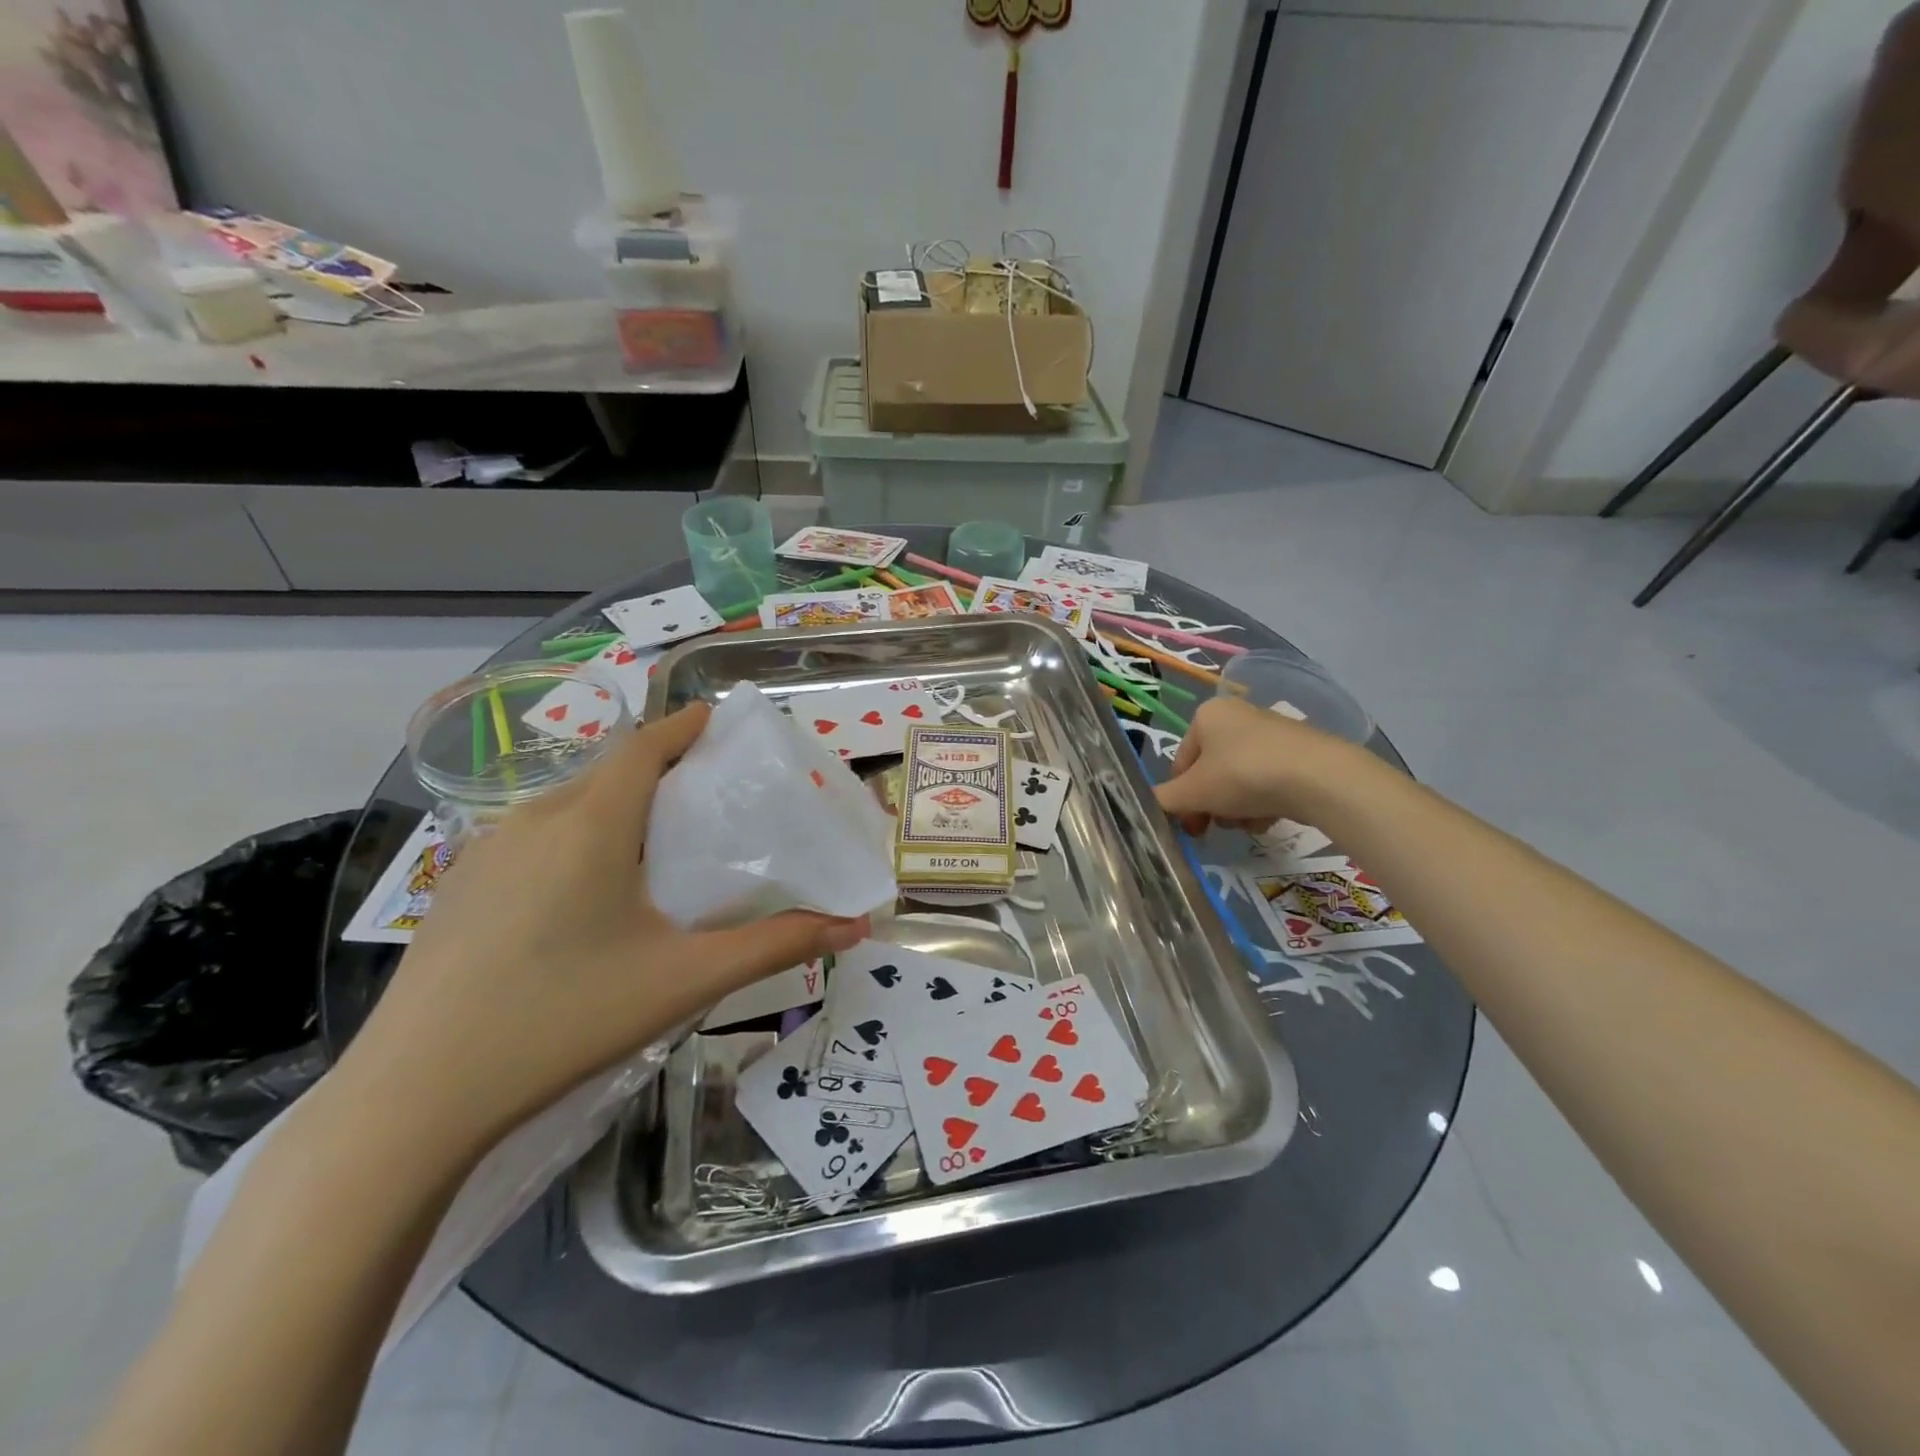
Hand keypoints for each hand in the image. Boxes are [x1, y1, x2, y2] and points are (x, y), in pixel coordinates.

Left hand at [334, 704, 867, 1150]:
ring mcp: (486, 852)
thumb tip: (854, 927)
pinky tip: (587, 896)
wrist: (413, 1098)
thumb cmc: (564, 1019)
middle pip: (611, 771)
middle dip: (662, 768)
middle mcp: (535, 819)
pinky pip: (534, 836)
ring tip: (658, 844)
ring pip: (569, 804)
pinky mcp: (459, 887)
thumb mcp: (684, 979)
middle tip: (709, 796)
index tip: (722, 722)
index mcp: (591, 824)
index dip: (686, 725)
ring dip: (618, 804)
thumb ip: (774, 945)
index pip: (646, 744)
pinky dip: (577, 836)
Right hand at [1154, 695, 1355, 835]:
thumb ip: (1165, 800)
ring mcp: (1271, 733)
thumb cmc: (1244, 775)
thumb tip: (1149, 805)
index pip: (1180, 763)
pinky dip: (1264, 802)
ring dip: (1236, 808)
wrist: (1320, 777)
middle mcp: (1237, 716)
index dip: (1180, 798)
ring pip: (1238, 780)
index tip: (1188, 826)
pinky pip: (1267, 782)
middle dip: (1211, 804)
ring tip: (1248, 823)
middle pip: (1210, 772)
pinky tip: (1270, 817)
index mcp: (1206, 715)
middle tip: (1213, 829)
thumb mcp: (1194, 792)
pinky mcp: (1299, 753)